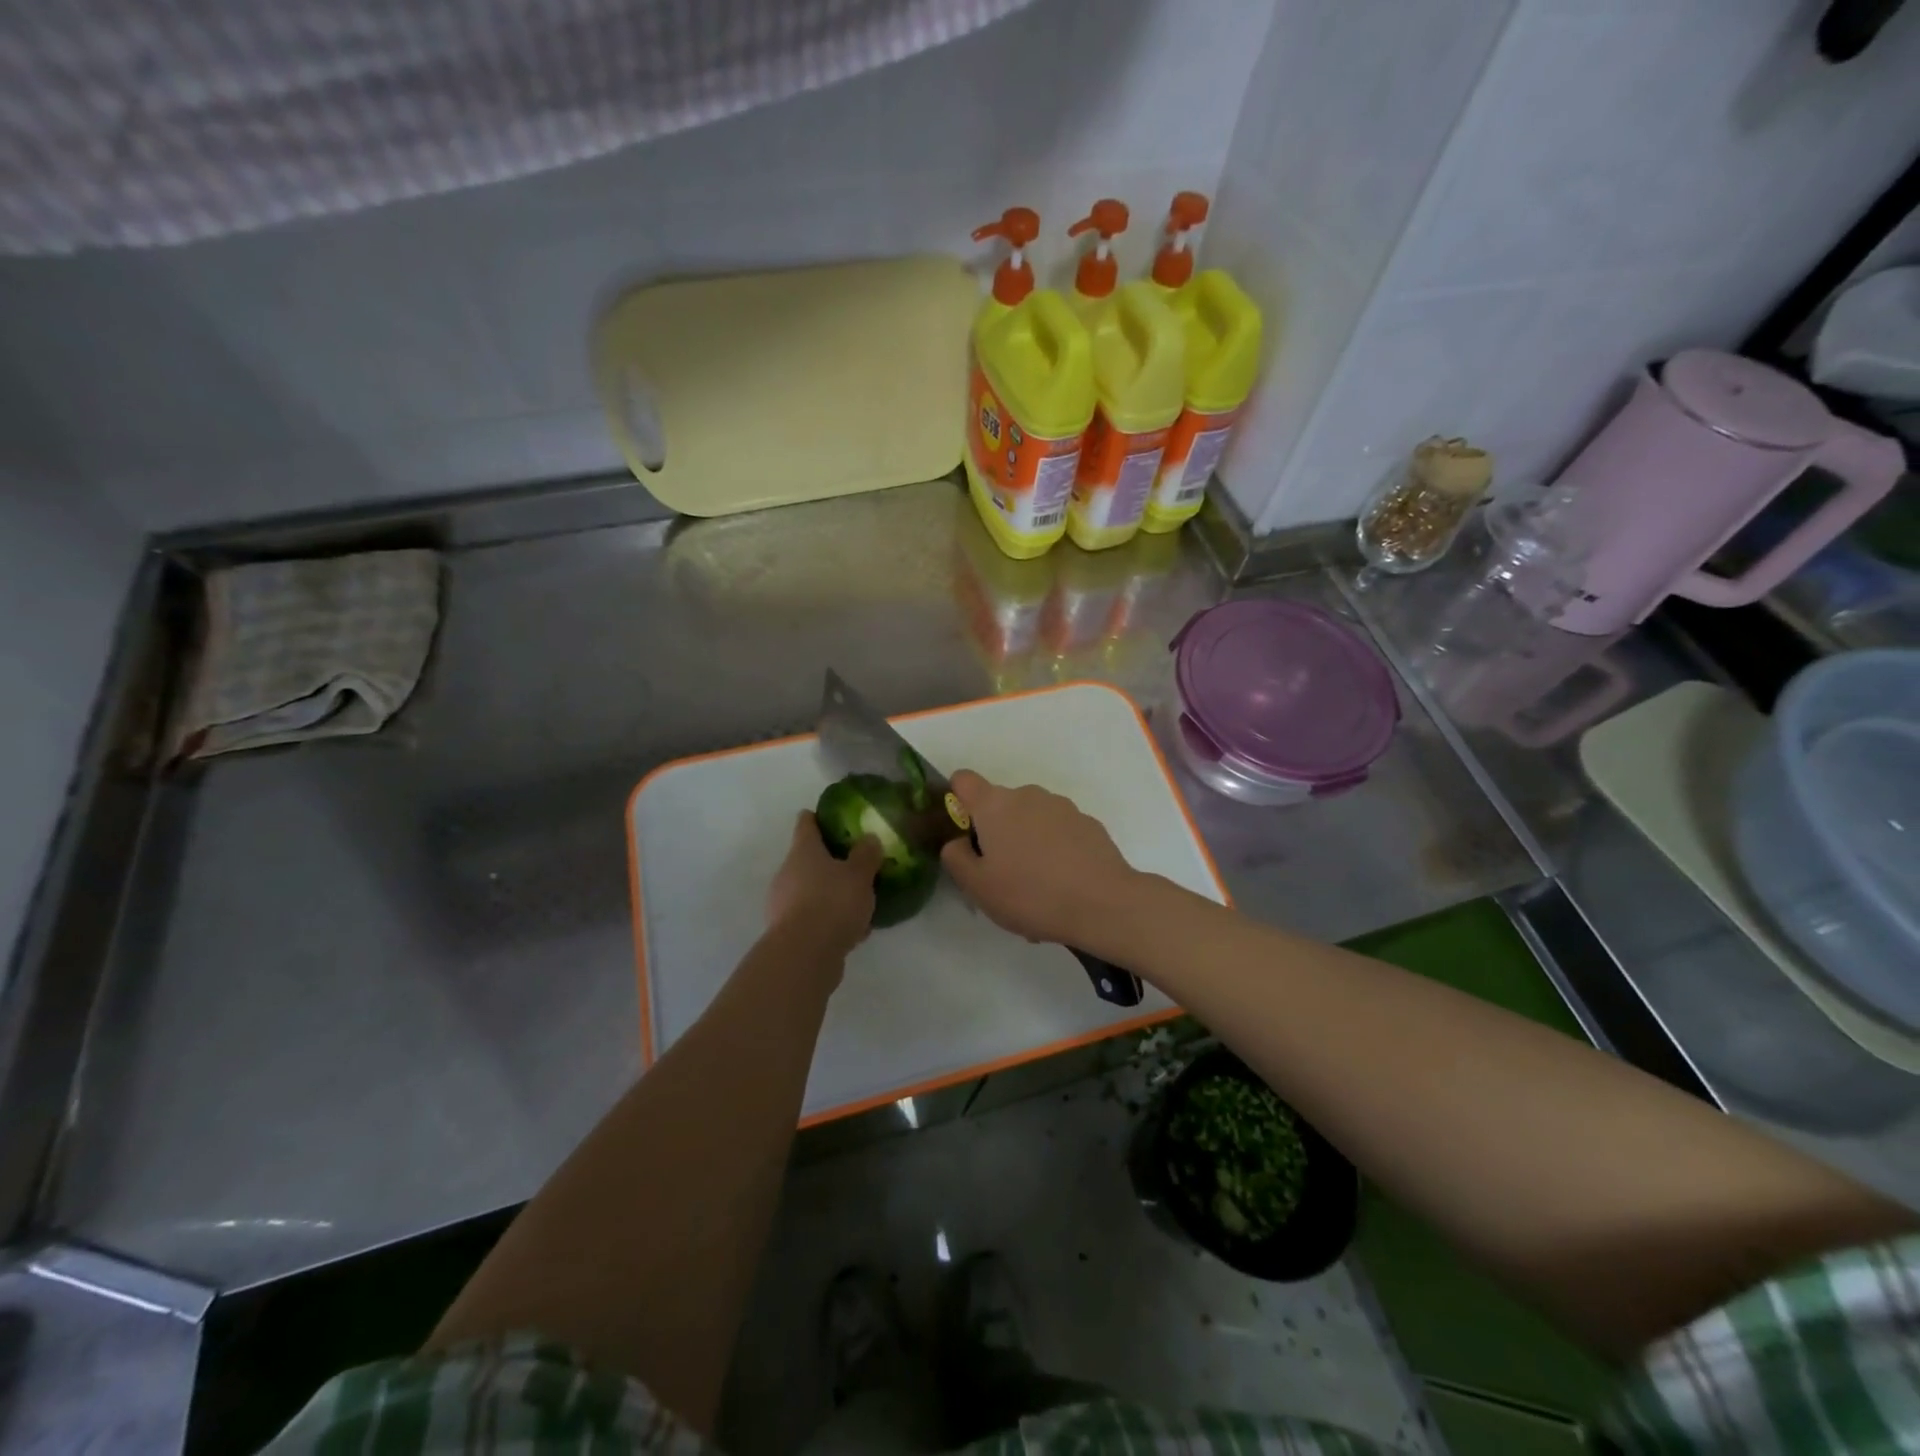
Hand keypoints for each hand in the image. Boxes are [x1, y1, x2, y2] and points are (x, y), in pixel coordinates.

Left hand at [767, 812, 882, 959]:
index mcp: (803, 851)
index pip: (806, 823)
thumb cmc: (833, 903)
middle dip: (829, 860)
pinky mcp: (788, 931)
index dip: (817, 818)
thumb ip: (866, 854)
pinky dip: (830, 918)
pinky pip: (814, 916)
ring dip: (831, 892)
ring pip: (811, 889)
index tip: (832, 817)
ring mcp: (784, 903)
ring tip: (860, 900)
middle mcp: (788, 873)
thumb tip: (868, 838)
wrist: (804, 955)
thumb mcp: (860, 875)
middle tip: (856, 862)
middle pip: (807, 858)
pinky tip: (854, 930)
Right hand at [939, 770, 1140, 945]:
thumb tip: (958, 842)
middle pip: (1000, 806)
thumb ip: (956, 857)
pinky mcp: (1088, 823)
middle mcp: (1028, 795)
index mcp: (995, 805)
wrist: (1103, 903)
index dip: (957, 800)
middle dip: (997, 833)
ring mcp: (1062, 806)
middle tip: (1001, 876)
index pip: (964, 780)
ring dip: (1027, 843)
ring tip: (1036, 889)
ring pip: (1032, 820)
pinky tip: (1063, 886)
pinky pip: (1059, 833)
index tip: (964, 832)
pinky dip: (1055, 851)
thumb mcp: (977, 886)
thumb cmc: (1030, 894)